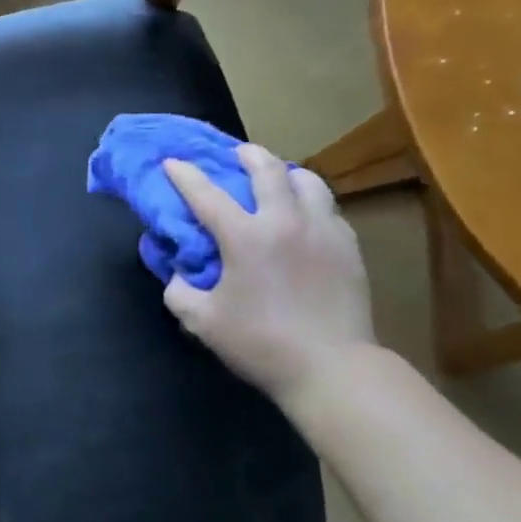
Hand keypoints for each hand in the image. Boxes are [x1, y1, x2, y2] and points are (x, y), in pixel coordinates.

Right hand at [162, 145, 374, 400]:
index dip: (185, 175)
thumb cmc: (261, 344)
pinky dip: (310, 201)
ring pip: (307, 180)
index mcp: (245, 236)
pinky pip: (327, 207)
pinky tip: (304, 216)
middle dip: (247, 154)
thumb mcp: (202, 322)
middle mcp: (285, 221)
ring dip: (286, 173)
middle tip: (236, 154)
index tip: (172, 162)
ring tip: (277, 179)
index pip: (206, 194)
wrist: (332, 368)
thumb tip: (177, 271)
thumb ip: (179, 291)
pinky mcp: (348, 246)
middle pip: (267, 169)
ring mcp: (322, 230)